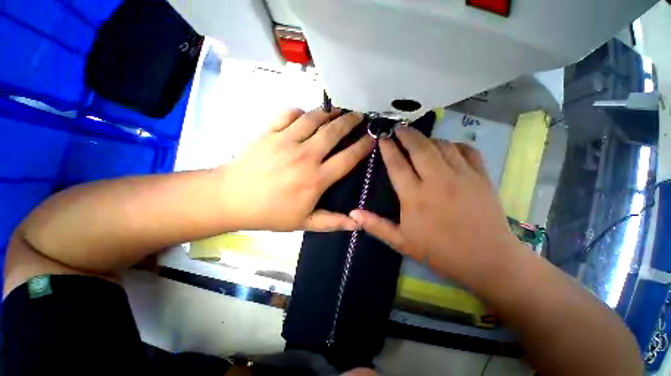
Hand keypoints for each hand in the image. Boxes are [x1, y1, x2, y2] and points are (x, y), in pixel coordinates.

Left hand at [219, 108, 373, 231]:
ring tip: (338, 110)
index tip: (372, 137)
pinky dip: (301, 111)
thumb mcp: (304, 222)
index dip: (363, 146)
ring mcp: (285, 141)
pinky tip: (306, 115)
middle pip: (333, 132)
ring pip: (313, 119)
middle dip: (350, 121)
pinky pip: (289, 114)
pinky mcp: (269, 132)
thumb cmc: (270, 213)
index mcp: (316, 179)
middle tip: (359, 115)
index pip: (347, 159)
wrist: (231, 199)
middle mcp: (305, 156)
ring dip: (329, 112)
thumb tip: (358, 223)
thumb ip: (332, 222)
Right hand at [350, 127, 519, 285]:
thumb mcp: (401, 242)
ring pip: (441, 145)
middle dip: (406, 134)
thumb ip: (375, 225)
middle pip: (419, 147)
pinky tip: (447, 148)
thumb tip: (352, 213)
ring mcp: (462, 175)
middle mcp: (437, 180)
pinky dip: (454, 144)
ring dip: (427, 139)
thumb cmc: (439, 251)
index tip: (382, 136)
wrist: (486, 259)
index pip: (397, 164)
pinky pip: (466, 150)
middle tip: (398, 126)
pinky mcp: (481, 176)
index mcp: (415, 196)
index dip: (388, 148)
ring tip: (418, 139)